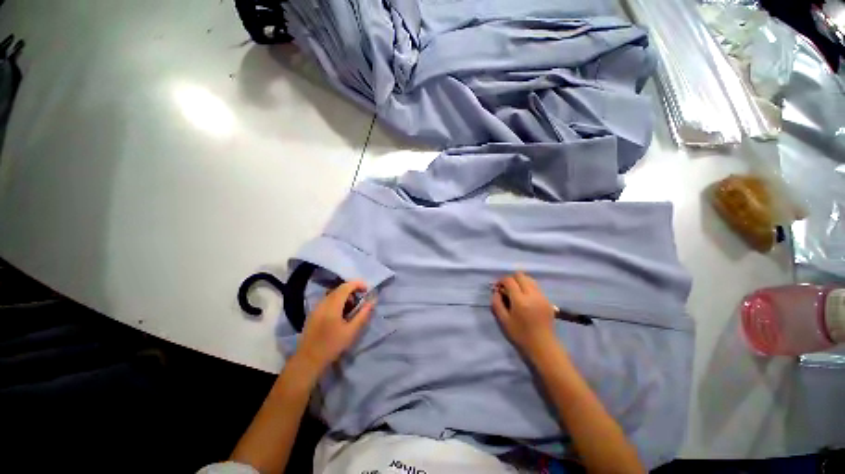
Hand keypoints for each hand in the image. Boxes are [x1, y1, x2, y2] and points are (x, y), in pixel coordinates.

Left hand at [293, 281, 375, 374]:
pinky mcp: (313, 313)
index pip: (346, 286)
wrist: (308, 360)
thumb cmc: (332, 345)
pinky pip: (327, 300)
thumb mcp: (351, 331)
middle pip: (339, 288)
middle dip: (352, 289)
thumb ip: (363, 314)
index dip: (358, 284)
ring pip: (333, 293)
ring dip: (345, 295)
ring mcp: (316, 307)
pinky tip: (341, 312)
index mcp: (332, 305)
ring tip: (352, 306)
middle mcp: (323, 302)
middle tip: (361, 298)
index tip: (367, 289)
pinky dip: (337, 300)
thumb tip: (372, 301)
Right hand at [491, 272, 557, 359]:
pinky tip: (525, 298)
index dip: (501, 281)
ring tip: (515, 292)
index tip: (498, 288)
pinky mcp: (548, 300)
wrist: (543, 346)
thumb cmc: (520, 335)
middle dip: (511, 279)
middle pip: (520, 275)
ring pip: (530, 279)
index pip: (509, 280)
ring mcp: (542, 296)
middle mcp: (532, 295)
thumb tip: (496, 291)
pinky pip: (536, 286)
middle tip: (506, 289)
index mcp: (520, 300)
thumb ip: (497, 303)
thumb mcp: (503, 320)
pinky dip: (528, 287)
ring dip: (520, 281)